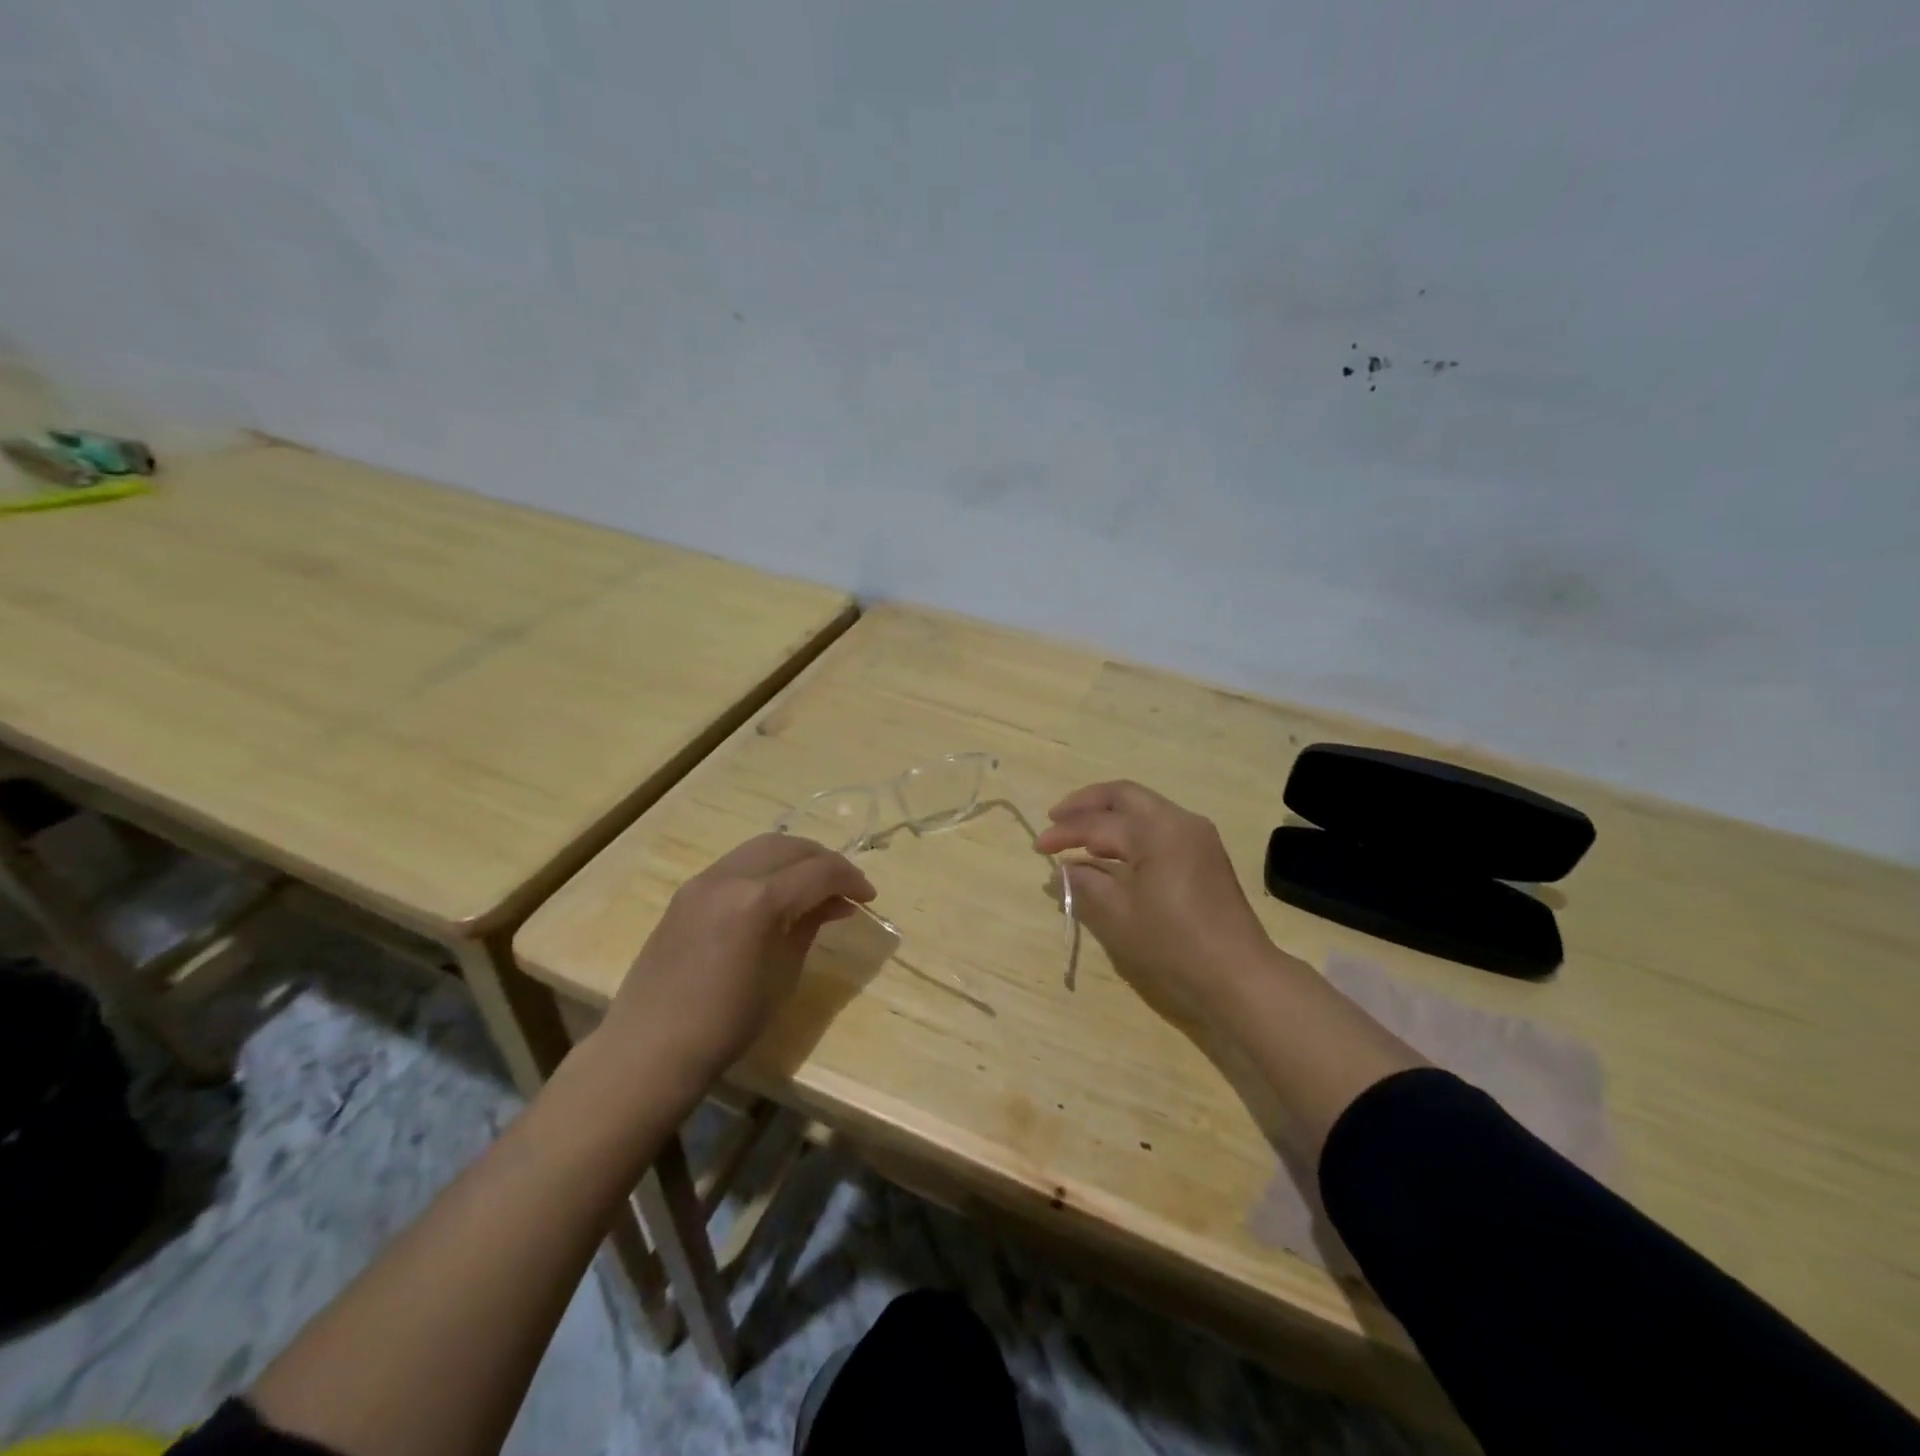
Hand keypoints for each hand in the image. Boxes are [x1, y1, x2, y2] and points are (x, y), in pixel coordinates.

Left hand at [597, 833, 874, 1087]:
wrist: (651, 1047)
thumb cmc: (727, 1023)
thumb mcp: (783, 975)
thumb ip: (809, 926)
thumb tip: (834, 903)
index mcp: (759, 900)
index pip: (819, 871)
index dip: (851, 879)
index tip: (868, 898)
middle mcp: (730, 876)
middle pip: (791, 847)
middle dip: (825, 861)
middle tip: (846, 888)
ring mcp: (703, 880)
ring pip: (762, 846)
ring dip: (795, 859)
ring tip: (814, 886)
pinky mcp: (687, 891)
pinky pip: (737, 862)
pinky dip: (766, 867)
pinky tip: (777, 894)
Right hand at [1036, 780, 1281, 1025]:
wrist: (1239, 975)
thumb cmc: (1173, 946)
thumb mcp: (1118, 917)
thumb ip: (1085, 885)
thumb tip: (1063, 870)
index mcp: (1157, 831)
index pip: (1099, 824)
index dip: (1064, 833)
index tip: (1038, 848)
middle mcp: (1179, 821)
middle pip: (1125, 795)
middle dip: (1086, 803)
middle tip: (1056, 818)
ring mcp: (1197, 836)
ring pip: (1144, 808)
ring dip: (1109, 816)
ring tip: (1079, 835)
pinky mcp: (1205, 854)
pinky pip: (1159, 827)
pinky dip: (1130, 831)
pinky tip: (1113, 852)